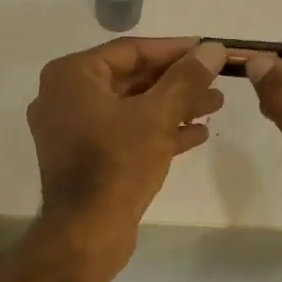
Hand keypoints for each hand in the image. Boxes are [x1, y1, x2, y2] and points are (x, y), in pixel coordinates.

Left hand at [27, 37, 227, 271]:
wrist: (86, 233)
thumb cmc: (117, 163)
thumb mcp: (158, 115)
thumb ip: (186, 78)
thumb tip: (214, 48)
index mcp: (70, 77)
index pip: (130, 51)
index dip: (174, 49)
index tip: (209, 49)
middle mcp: (63, 97)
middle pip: (130, 79)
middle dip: (177, 81)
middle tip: (217, 79)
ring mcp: (71, 130)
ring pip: (130, 108)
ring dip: (172, 106)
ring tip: (216, 105)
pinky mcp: (83, 158)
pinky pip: (123, 133)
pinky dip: (156, 131)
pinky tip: (197, 134)